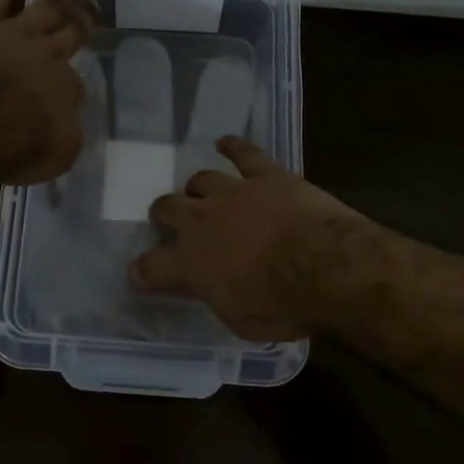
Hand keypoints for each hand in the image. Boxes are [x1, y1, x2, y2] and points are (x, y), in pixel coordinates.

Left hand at [0, 0, 94, 183]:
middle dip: (83, 22)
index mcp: (64, 89)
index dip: (70, 88)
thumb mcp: (56, 154)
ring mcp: (17, 31)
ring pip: (45, 4)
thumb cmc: (17, 145)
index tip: (67, 94)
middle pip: (69, 34)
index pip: (73, 85)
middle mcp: (47, 55)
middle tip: (95, 8)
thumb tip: (64, 125)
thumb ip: (64, 136)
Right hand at [130, 137, 364, 340]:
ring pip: (202, 179)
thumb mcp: (239, 320)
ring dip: (197, 187)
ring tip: (198, 190)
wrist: (322, 266)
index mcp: (191, 263)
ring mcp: (233, 193)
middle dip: (163, 213)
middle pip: (168, 208)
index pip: (152, 266)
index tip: (140, 272)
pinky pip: (244, 154)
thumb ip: (219, 297)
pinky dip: (233, 146)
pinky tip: (225, 143)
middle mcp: (202, 221)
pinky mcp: (266, 175)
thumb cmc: (281, 306)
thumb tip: (215, 287)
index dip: (143, 270)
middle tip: (166, 217)